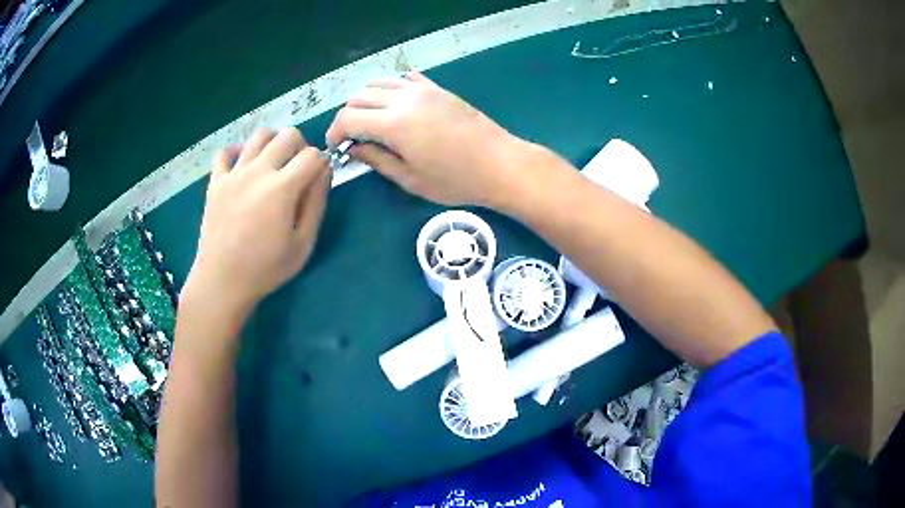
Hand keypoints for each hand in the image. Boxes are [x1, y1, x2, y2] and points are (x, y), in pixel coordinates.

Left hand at [182, 127, 329, 314]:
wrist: (222, 281)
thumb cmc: (266, 268)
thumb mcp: (303, 243)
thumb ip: (316, 203)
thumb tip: (324, 171)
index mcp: (282, 188)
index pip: (313, 154)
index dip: (322, 163)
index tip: (318, 178)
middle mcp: (258, 171)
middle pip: (288, 135)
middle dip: (301, 146)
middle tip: (297, 169)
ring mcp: (234, 174)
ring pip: (259, 135)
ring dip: (273, 143)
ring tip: (273, 163)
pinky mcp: (215, 181)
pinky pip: (226, 152)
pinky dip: (238, 152)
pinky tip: (244, 166)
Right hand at [326, 72, 523, 206]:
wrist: (499, 164)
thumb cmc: (455, 180)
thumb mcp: (410, 179)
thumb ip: (377, 160)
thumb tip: (354, 149)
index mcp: (394, 123)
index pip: (348, 117)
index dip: (335, 131)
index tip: (336, 147)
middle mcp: (404, 98)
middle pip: (359, 96)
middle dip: (347, 116)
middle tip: (352, 137)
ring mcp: (423, 90)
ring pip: (379, 83)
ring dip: (366, 100)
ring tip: (370, 121)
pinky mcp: (438, 89)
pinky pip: (405, 79)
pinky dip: (391, 88)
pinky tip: (395, 105)